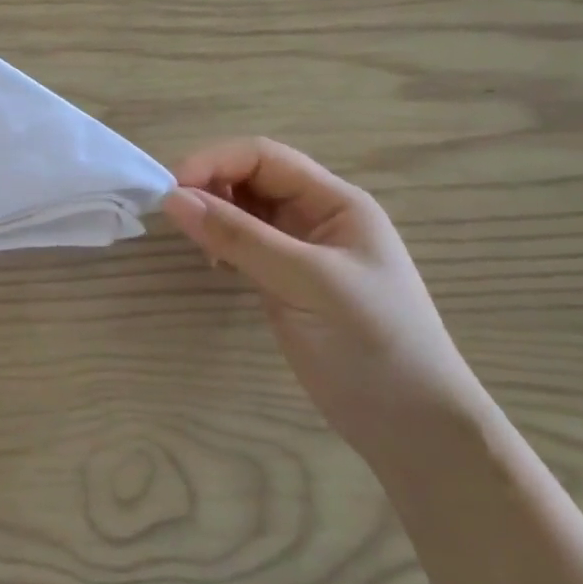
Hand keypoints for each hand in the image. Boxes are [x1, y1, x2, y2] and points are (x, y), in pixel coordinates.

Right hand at [161, 137, 483, 455]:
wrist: (411, 426)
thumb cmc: (372, 342)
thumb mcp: (307, 282)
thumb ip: (240, 237)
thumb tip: (172, 198)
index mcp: (335, 201)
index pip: (264, 157)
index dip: (215, 161)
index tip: (171, 189)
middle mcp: (315, 216)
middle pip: (250, 178)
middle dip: (209, 186)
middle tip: (173, 215)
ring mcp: (298, 250)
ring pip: (242, 211)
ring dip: (212, 214)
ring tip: (194, 242)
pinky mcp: (282, 281)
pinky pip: (242, 244)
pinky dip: (219, 243)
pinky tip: (212, 263)